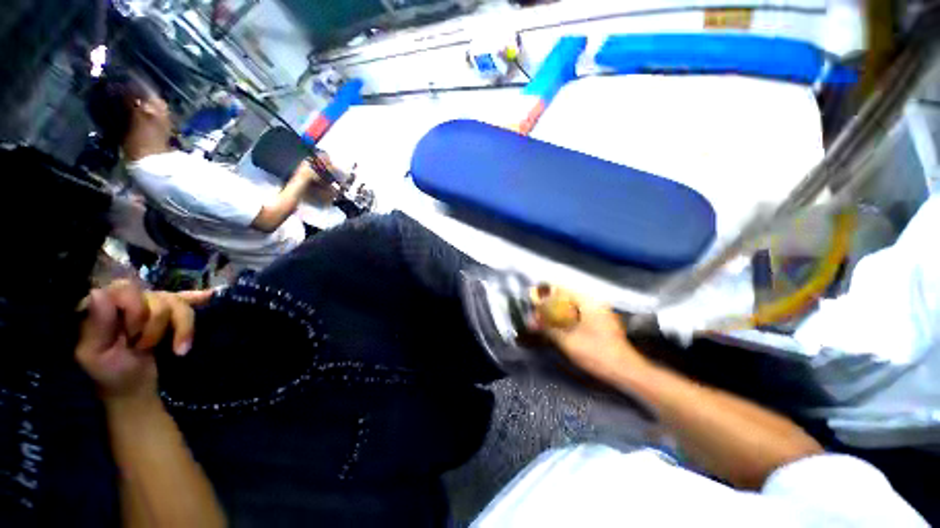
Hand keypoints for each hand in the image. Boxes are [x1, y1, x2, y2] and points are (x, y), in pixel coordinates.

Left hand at [75, 280, 212, 402]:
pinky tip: (209, 296)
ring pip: (178, 303)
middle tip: (145, 346)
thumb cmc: (112, 375)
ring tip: (178, 348)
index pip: (128, 289)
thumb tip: (99, 293)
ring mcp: (151, 306)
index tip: (132, 337)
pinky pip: (186, 300)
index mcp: (106, 305)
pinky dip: (197, 298)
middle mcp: (130, 299)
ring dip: (182, 327)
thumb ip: (98, 325)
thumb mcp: (97, 355)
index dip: (136, 311)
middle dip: (157, 324)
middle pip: (158, 296)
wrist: (135, 389)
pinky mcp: (170, 313)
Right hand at [530, 285, 647, 381]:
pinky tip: (560, 327)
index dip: (544, 292)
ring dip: (558, 311)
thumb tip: (531, 321)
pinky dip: (567, 317)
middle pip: (566, 296)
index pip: (560, 288)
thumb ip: (548, 328)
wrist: (627, 371)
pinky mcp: (601, 321)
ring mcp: (599, 312)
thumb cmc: (597, 353)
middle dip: (549, 303)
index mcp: (587, 302)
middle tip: (537, 313)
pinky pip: (579, 313)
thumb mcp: (567, 341)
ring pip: (572, 305)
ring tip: (545, 320)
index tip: (532, 299)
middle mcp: (594, 302)